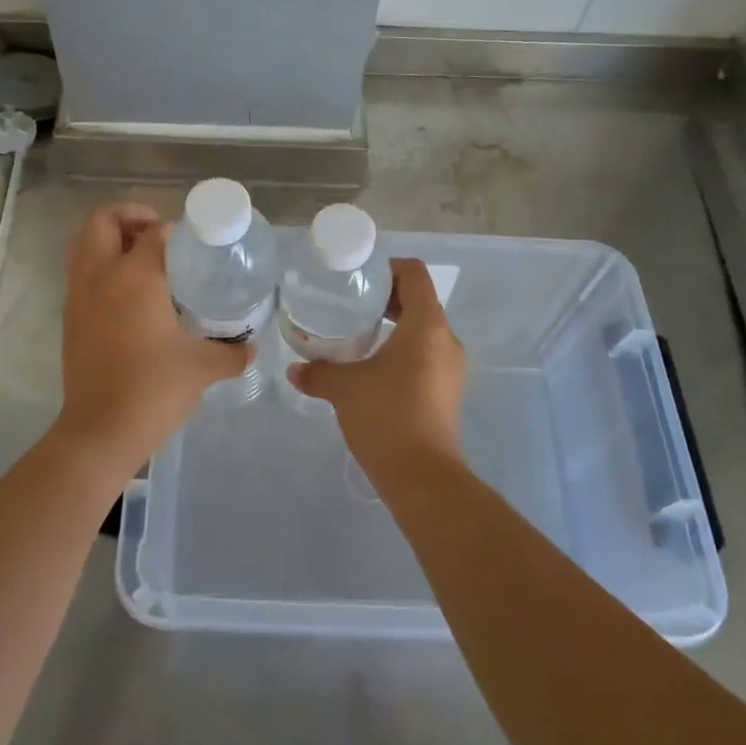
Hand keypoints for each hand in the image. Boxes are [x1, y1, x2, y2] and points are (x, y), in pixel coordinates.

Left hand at [55, 203, 248, 464]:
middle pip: (103, 222)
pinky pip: (81, 274)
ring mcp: (78, 297)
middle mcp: (100, 277)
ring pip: (84, 245)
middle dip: (130, 217)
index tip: (196, 242)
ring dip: (110, 240)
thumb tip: (250, 346)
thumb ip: (232, 351)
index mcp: (134, 277)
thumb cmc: (153, 389)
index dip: (177, 229)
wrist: (101, 432)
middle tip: (159, 234)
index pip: (155, 232)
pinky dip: (100, 267)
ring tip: (142, 258)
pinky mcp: (70, 320)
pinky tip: (130, 295)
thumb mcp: (204, 367)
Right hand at [290, 257, 465, 467]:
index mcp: (427, 325)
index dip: (388, 268)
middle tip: (350, 304)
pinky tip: (372, 368)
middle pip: (419, 301)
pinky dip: (402, 350)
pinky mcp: (447, 391)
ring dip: (394, 326)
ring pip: (423, 330)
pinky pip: (425, 355)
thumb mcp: (344, 388)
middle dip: (386, 298)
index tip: (359, 278)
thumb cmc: (386, 416)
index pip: (414, 274)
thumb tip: (294, 370)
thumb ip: (318, 372)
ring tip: (357, 335)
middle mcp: (446, 339)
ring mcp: (451, 367)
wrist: (422, 476)